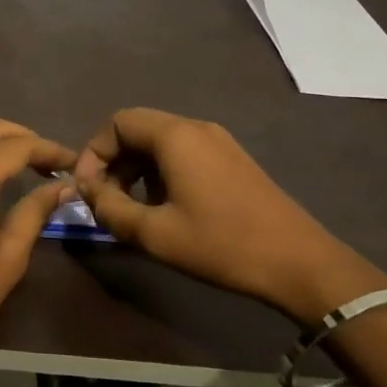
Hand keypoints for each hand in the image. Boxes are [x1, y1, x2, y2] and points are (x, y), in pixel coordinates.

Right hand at [72, 108, 386, 322]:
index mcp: (175, 136)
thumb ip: (110, 208)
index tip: (87, 189)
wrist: (300, 263)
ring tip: (132, 208)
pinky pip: (183, 153)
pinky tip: (165, 208)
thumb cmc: (221, 244)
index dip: (93, 152)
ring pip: (160, 143)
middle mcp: (196, 128)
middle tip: (106, 200)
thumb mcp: (154, 233)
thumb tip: (86, 191)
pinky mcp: (233, 160)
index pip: (118, 123)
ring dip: (136, 169)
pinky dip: (161, 172)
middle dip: (113, 161)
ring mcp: (219, 142)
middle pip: (138, 129)